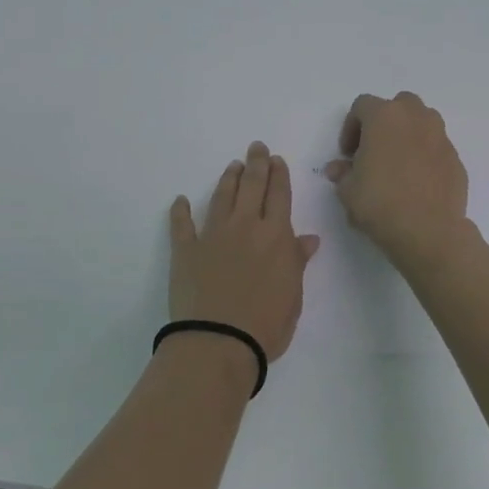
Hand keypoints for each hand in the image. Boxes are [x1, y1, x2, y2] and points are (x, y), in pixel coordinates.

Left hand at [168, 142, 320, 368]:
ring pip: (222, 197)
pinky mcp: (185, 250)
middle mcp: (245, 226)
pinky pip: (182, 225)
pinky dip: (180, 211)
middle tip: (256, 147)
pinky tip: (180, 200)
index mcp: (276, 236)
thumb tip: (307, 238)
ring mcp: (213, 235)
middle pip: (252, 186)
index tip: (276, 159)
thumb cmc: (266, 325)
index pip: (279, 195)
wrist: (218, 341)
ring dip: (228, 179)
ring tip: (232, 166)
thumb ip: (297, 262)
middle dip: (256, 164)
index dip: (279, 175)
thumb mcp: (293, 296)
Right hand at [325, 92, 471, 273]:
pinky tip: (417, 182)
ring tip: (397, 164)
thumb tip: (339, 169)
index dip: (351, 127)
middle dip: (384, 123)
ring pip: (423, 122)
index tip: (348, 154)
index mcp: (385, 116)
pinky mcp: (456, 159)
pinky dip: (425, 156)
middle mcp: (415, 118)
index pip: (362, 106)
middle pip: (398, 105)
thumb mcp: (348, 191)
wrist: (428, 231)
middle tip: (374, 151)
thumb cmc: (380, 203)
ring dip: (408, 135)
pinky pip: (436, 148)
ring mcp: (440, 137)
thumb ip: (343, 173)